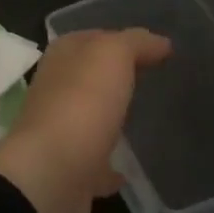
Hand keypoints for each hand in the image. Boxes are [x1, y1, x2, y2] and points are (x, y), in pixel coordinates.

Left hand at [0, 28, 170, 212]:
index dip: (122, 40)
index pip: (93, 38)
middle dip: (116, 78)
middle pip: (91, 78)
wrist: (53, 174)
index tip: (157, 50)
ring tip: (145, 121)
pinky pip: (94, 164)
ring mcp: (60, 132)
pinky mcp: (69, 171)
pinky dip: (109, 166)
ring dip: (111, 119)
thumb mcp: (112, 55)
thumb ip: (135, 43)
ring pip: (90, 118)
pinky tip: (130, 170)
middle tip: (154, 81)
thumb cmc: (83, 102)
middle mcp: (56, 90)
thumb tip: (160, 43)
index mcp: (62, 57)